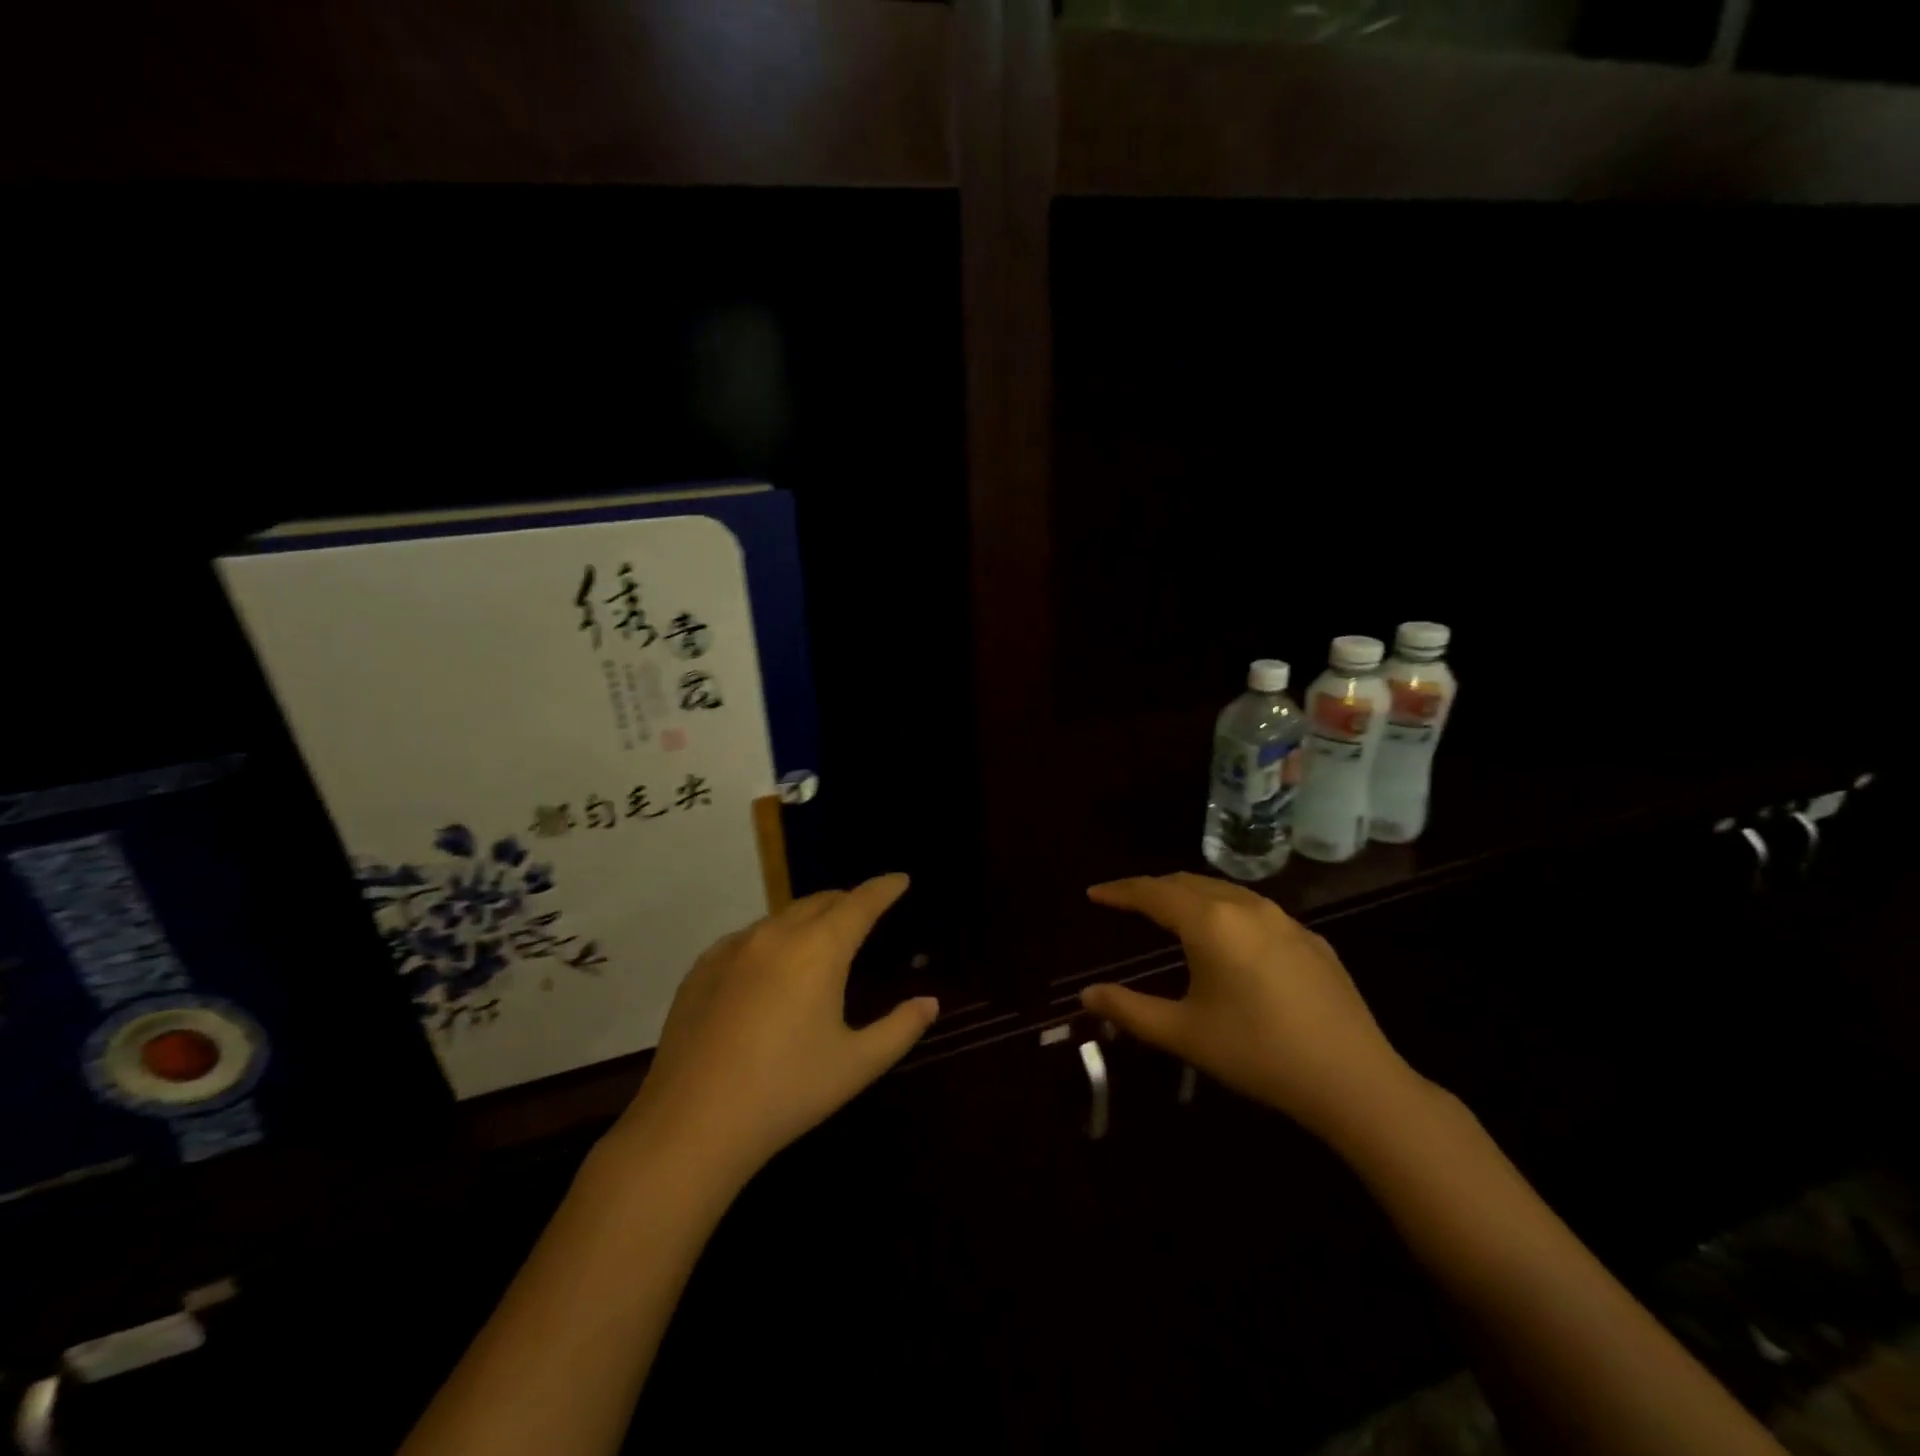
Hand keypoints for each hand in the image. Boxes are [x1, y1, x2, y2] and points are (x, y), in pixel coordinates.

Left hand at [607, 874, 937, 1186]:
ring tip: (819, 940)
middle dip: (847, 901)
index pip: (860, 903)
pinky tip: (769, 968)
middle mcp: (776, 935)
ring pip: (781, 917)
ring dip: (808, 919)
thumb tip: (929, 1003)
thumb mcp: (856, 1065)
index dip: (883, 888)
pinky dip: (770, 940)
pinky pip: (746, 938)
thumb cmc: (786, 1092)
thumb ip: (900, 1029)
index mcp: (819, 950)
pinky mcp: (701, 969)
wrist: (692, 1125)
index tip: (900, 879)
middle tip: (864, 913)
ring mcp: (732, 949)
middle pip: (820, 901)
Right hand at [1081, 873, 1421, 1142]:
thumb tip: (1086, 994)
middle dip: (1152, 889)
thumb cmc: (1258, 1053)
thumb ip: (1129, 1009)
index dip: (1119, 891)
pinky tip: (1229, 940)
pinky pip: (1256, 911)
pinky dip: (1226, 911)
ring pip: (1224, 891)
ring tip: (1170, 913)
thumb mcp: (1184, 1034)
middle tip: (1126, 903)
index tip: (1094, 893)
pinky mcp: (1311, 939)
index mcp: (1209, 922)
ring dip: (1189, 896)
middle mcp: (1245, 906)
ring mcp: (1284, 920)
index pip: (1152, 892)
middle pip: (1187, 883)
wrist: (1354, 1080)